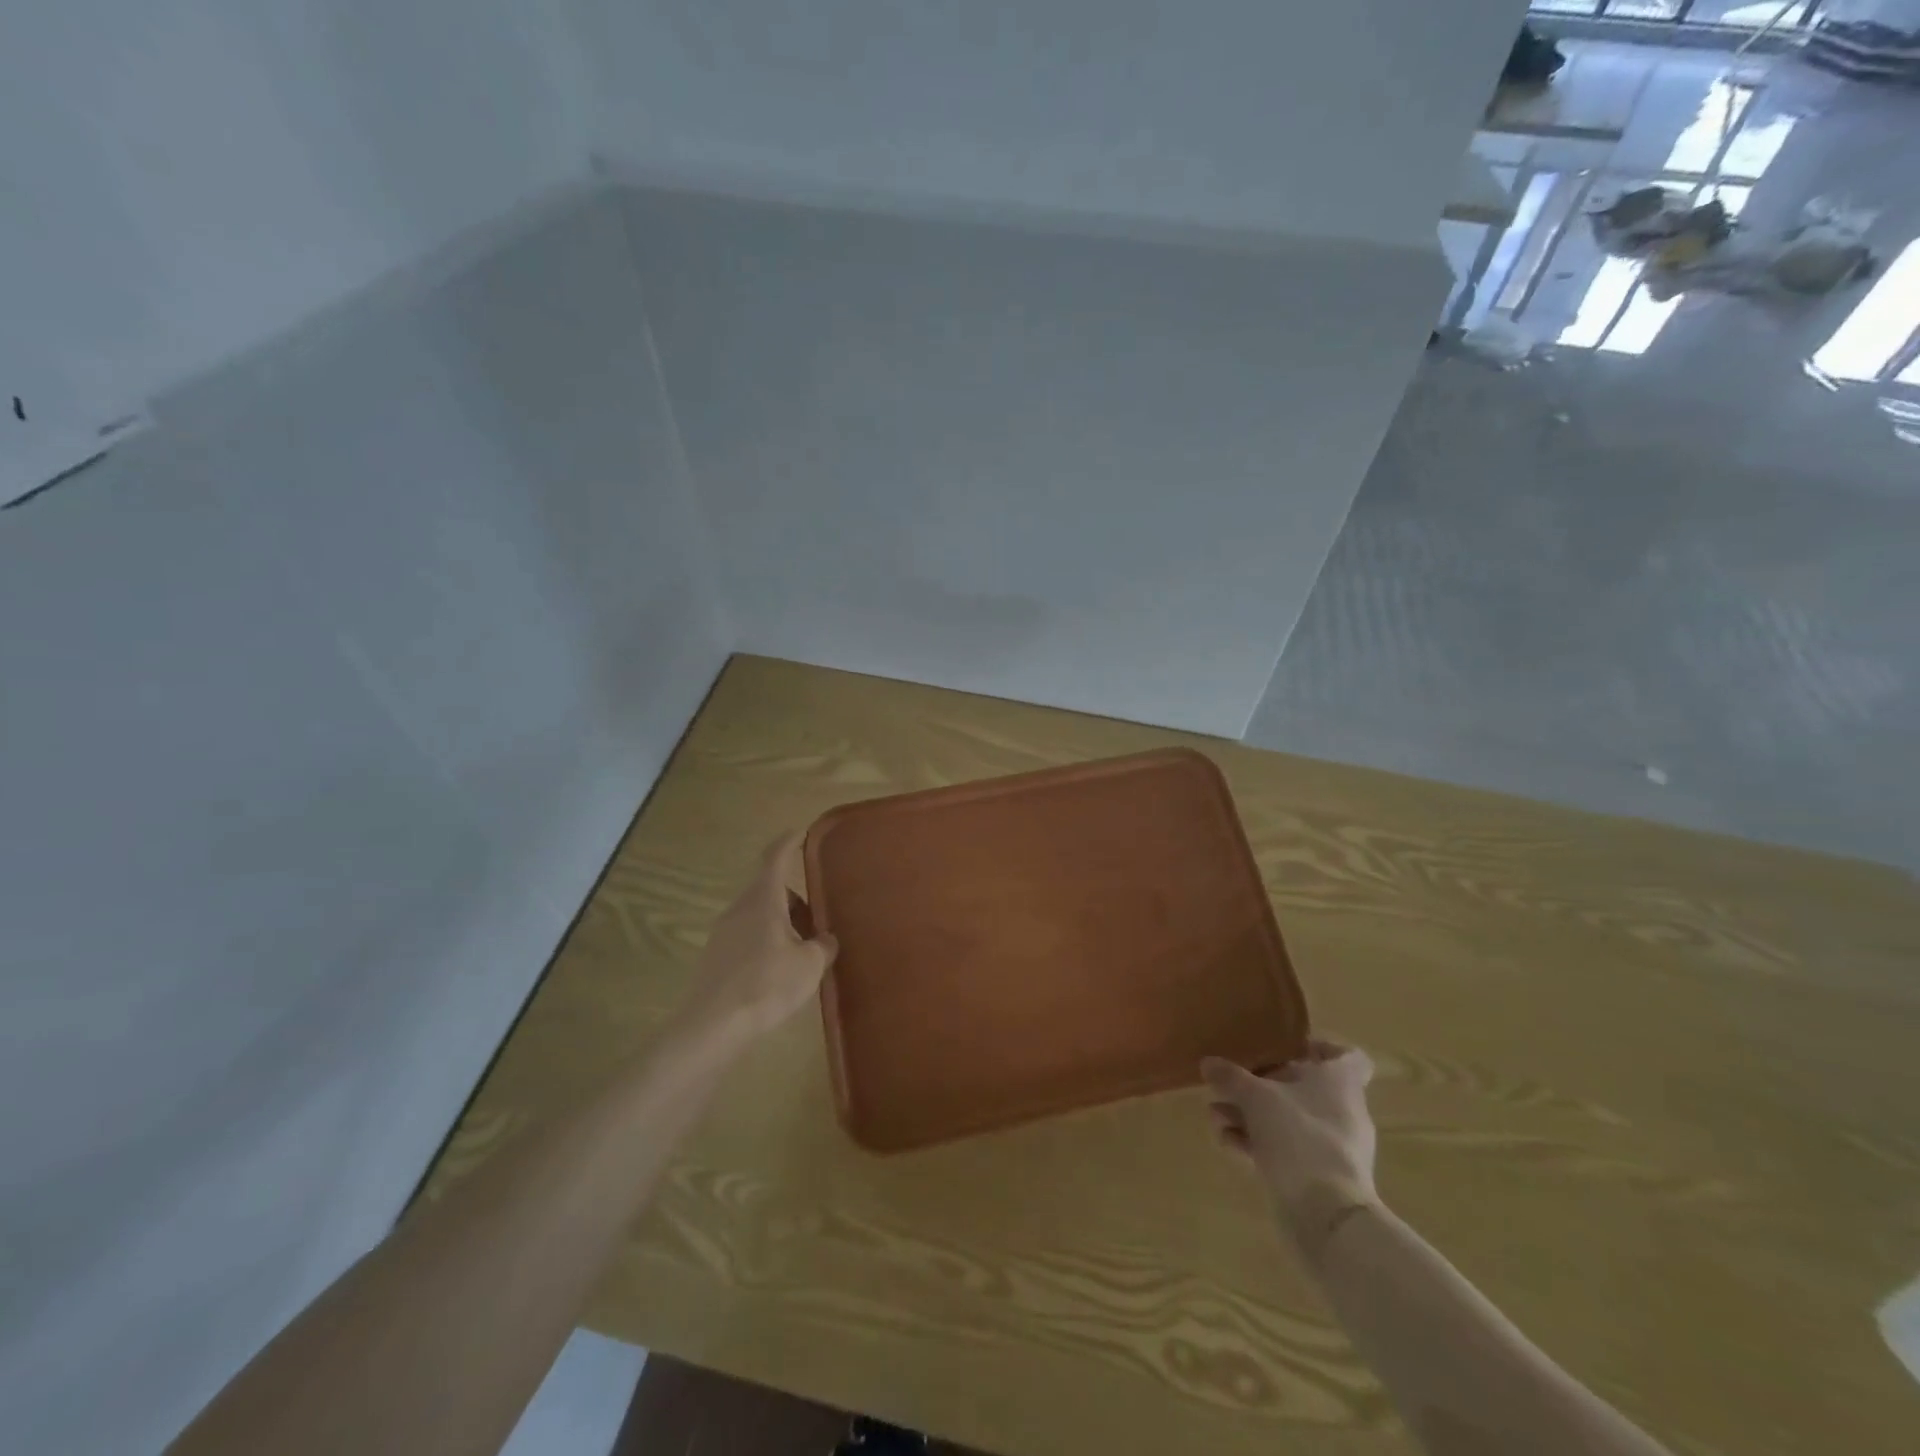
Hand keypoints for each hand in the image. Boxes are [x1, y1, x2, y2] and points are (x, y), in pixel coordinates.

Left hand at [674, 832, 837, 1048]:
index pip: (775, 858)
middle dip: (795, 898)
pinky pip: (747, 936)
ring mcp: (723, 933)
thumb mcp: (809, 965)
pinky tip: (779, 970)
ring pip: (758, 914)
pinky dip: (766, 941)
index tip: (802, 832)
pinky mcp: (715, 957)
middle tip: (818, 918)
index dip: (789, 842)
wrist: (713, 1026)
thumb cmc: (766, 985)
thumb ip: (822, 945)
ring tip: (803, 950)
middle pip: (769, 889)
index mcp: (763, 900)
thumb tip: (825, 939)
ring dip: (781, 922)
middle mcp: (739, 909)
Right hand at [1203, 1042, 1379, 1255]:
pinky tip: (1226, 1142)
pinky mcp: (1317, 1176)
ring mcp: (1331, 1146)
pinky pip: (1284, 1148)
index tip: (1285, 1047)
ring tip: (1215, 1115)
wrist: (1326, 1216)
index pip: (1348, 1056)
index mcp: (1340, 1083)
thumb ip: (1231, 1077)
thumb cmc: (1299, 1137)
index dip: (1320, 1048)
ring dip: (1249, 1115)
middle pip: (1303, 1086)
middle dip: (1260, 1084)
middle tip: (1230, 1083)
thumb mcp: (1256, 1097)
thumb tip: (1208, 1063)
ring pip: (1287, 1118)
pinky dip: (1256, 1142)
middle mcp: (1341, 1111)